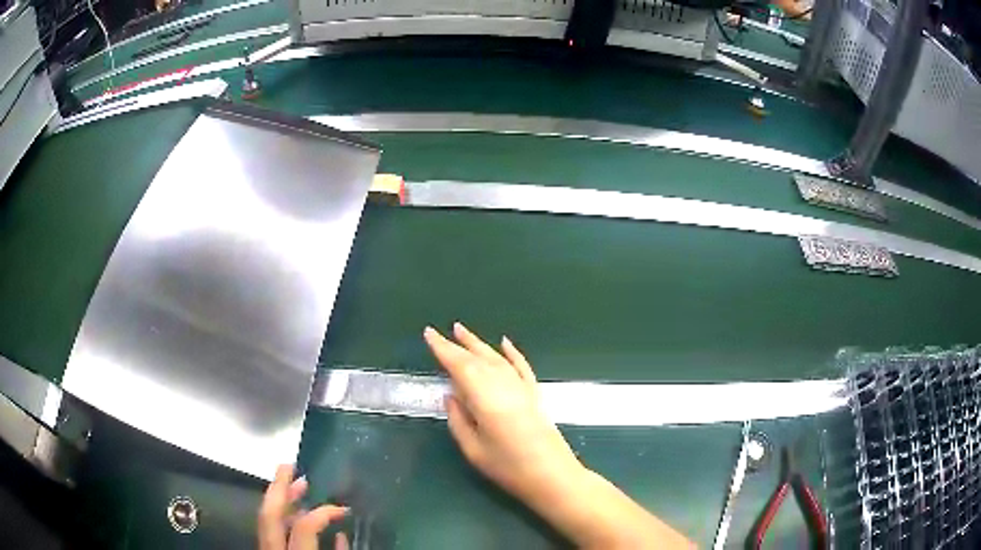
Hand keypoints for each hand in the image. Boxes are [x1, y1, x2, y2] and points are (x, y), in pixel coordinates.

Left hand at [258, 464, 348, 549]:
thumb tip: (341, 536)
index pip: (304, 525)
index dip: (324, 513)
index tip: (343, 508)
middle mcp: (274, 548)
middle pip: (270, 513)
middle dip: (278, 487)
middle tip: (290, 465)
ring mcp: (266, 547)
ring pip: (266, 520)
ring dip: (279, 500)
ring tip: (297, 484)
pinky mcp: (265, 548)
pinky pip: (270, 532)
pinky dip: (284, 520)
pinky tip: (299, 513)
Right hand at [425, 323, 693, 548]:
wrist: (553, 476)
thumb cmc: (509, 468)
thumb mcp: (474, 450)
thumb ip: (459, 420)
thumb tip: (451, 396)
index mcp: (486, 399)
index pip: (461, 367)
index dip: (444, 349)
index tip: (429, 334)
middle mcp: (505, 386)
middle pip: (478, 360)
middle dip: (457, 345)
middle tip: (440, 332)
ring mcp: (522, 388)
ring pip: (497, 359)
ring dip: (479, 344)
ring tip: (462, 330)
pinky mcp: (534, 394)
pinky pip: (521, 367)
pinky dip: (512, 353)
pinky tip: (505, 342)